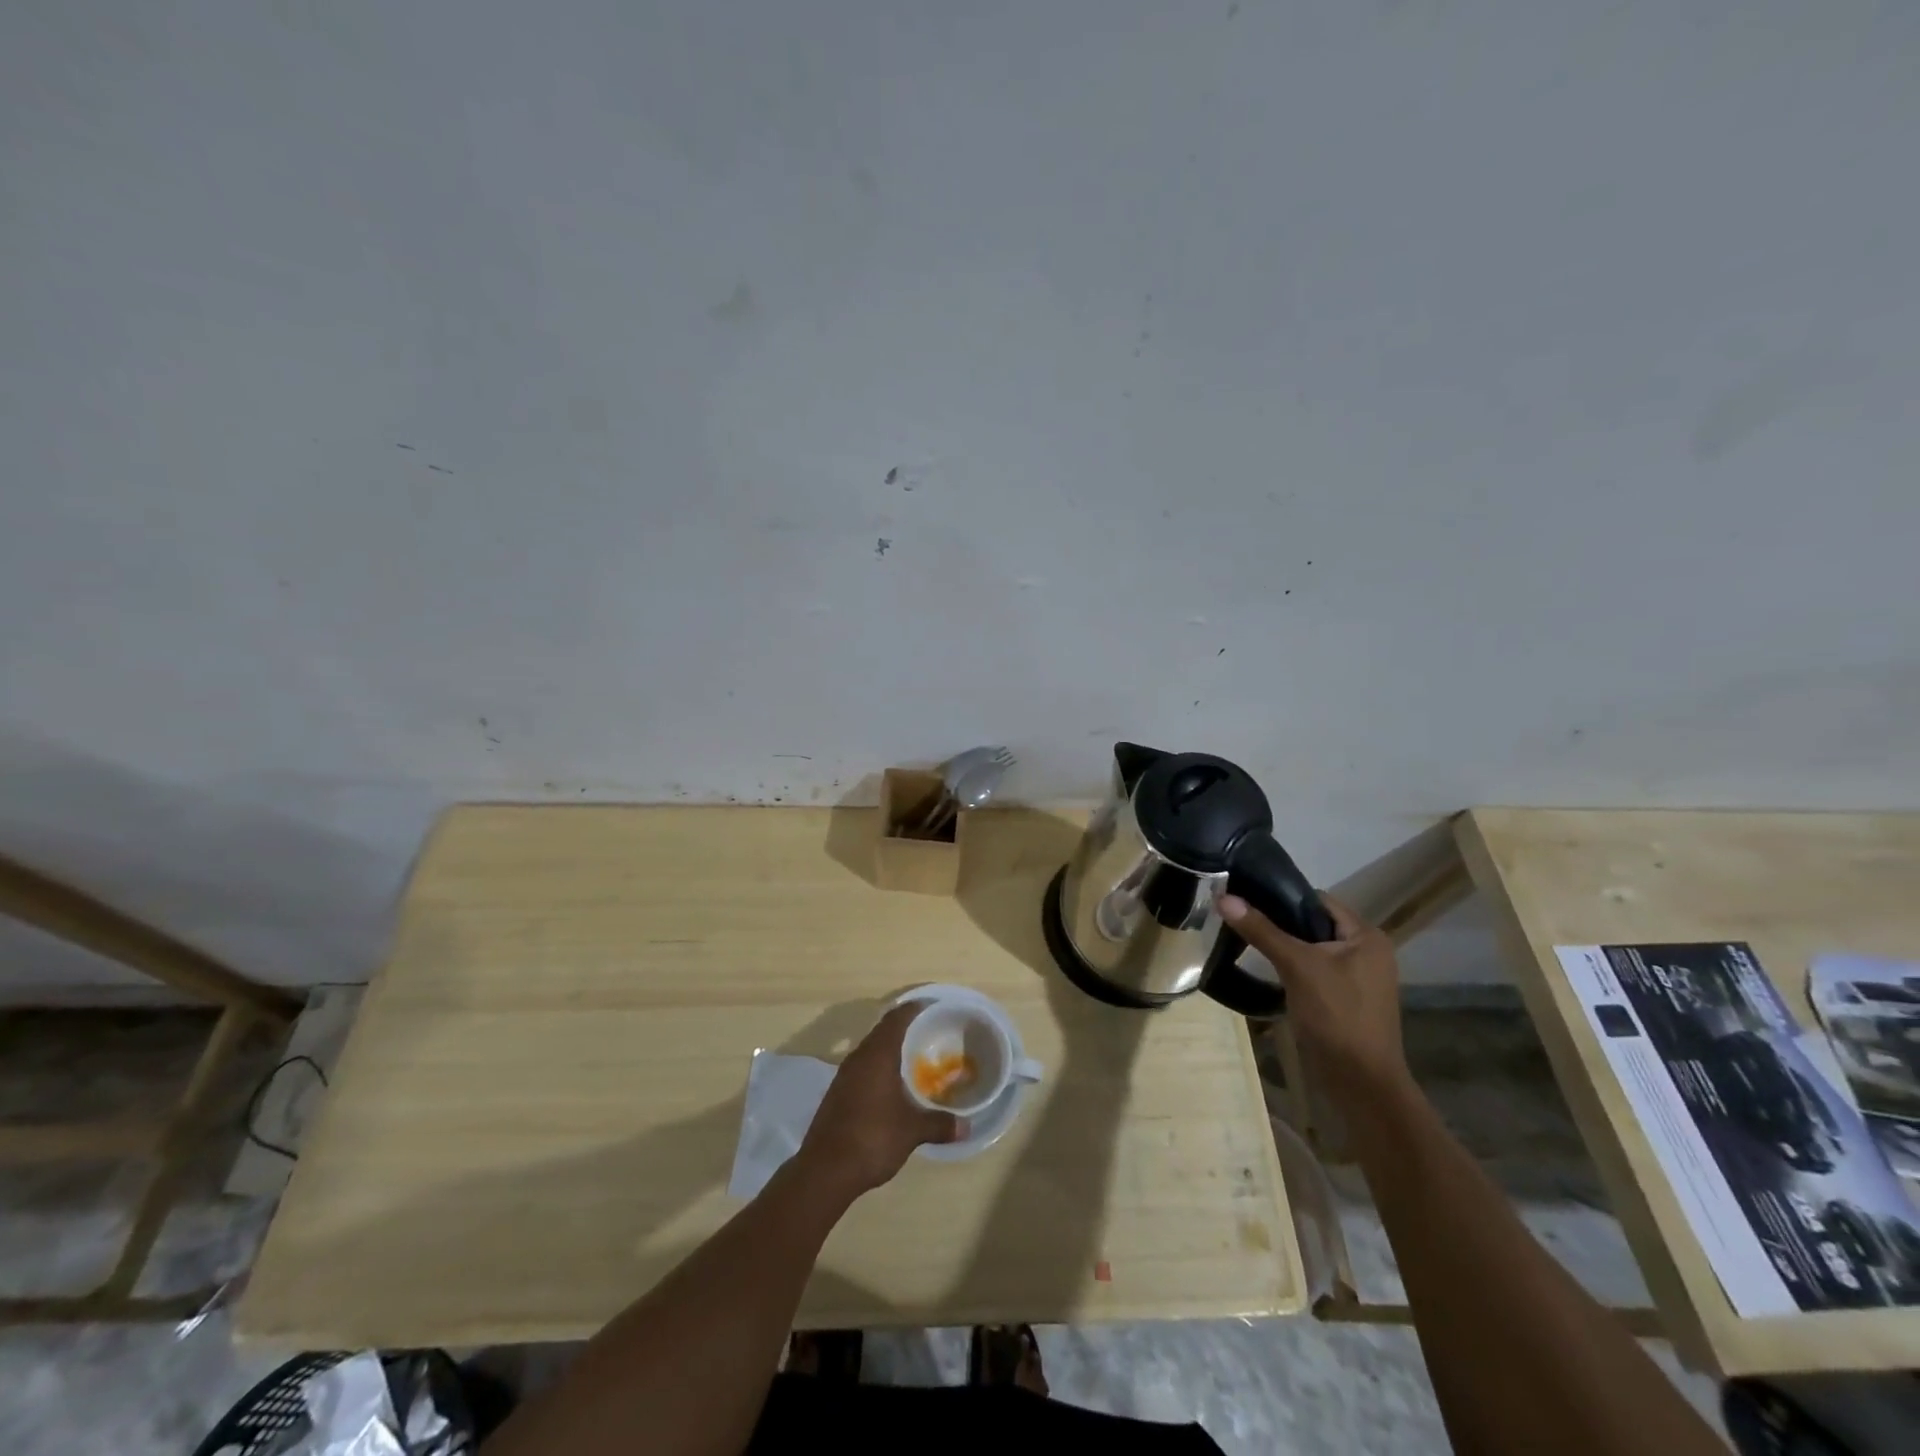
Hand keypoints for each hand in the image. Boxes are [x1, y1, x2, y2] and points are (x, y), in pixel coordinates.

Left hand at [797, 1003, 964, 1197]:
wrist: (825, 1170)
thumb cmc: (873, 1138)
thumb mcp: (912, 1131)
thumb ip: (939, 1124)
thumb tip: (966, 1127)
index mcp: (878, 1055)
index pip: (896, 1019)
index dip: (913, 1009)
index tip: (931, 1005)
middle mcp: (858, 1058)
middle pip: (882, 1031)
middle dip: (904, 1028)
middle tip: (928, 1031)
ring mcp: (844, 1076)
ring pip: (871, 1050)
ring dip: (889, 1049)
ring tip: (913, 1057)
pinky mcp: (837, 1093)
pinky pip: (862, 1068)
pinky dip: (879, 1068)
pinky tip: (891, 1086)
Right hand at [1218, 891, 1408, 1097]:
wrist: (1361, 1083)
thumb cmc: (1337, 1016)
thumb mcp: (1297, 966)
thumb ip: (1262, 930)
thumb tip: (1223, 897)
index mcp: (1366, 936)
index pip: (1319, 900)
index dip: (1283, 896)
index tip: (1246, 896)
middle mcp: (1367, 952)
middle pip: (1314, 924)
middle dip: (1279, 922)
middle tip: (1240, 918)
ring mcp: (1357, 978)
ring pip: (1312, 949)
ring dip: (1283, 946)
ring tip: (1245, 940)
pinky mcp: (1345, 999)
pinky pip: (1314, 971)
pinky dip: (1291, 968)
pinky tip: (1265, 970)